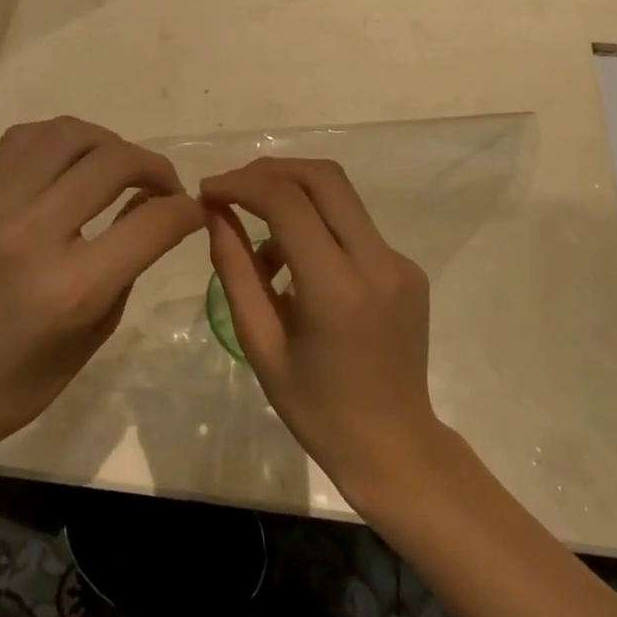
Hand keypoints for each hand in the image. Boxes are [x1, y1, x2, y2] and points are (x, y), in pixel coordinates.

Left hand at [0, 118, 202, 467]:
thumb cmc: (14, 385)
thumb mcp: (92, 334)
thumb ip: (131, 265)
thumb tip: (157, 211)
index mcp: (71, 288)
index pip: (153, 221)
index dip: (187, 210)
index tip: (195, 210)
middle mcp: (32, 233)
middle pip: (114, 161)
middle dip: (154, 167)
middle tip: (162, 188)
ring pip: (68, 133)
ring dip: (108, 143)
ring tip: (117, 168)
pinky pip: (23, 139)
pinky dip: (60, 141)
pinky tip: (70, 163)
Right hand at [202, 158, 441, 496]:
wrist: (393, 446)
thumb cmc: (315, 407)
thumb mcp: (260, 343)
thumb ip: (235, 271)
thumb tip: (216, 213)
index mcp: (336, 288)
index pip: (287, 202)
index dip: (242, 184)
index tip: (208, 191)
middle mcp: (377, 262)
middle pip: (323, 178)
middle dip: (271, 171)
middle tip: (232, 191)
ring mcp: (400, 262)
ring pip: (342, 196)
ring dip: (294, 197)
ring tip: (263, 249)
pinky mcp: (409, 268)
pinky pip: (356, 228)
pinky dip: (319, 227)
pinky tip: (299, 269)